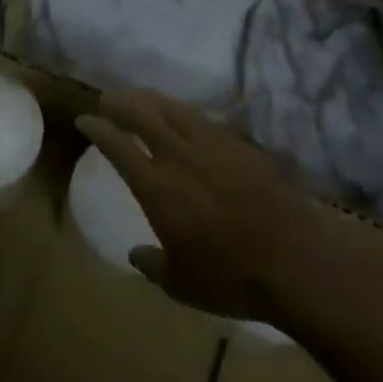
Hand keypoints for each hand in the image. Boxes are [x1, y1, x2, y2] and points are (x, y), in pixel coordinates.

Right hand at [76, 89, 312, 320]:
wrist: (297, 263)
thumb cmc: (231, 278)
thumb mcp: (181, 284)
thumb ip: (153, 265)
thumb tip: (136, 254)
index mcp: (156, 186)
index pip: (118, 146)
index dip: (98, 128)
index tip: (85, 119)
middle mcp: (180, 157)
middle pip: (144, 115)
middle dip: (122, 102)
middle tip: (109, 98)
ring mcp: (215, 148)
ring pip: (177, 110)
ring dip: (154, 100)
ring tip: (143, 97)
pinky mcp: (245, 149)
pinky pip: (209, 121)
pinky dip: (189, 114)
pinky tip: (189, 117)